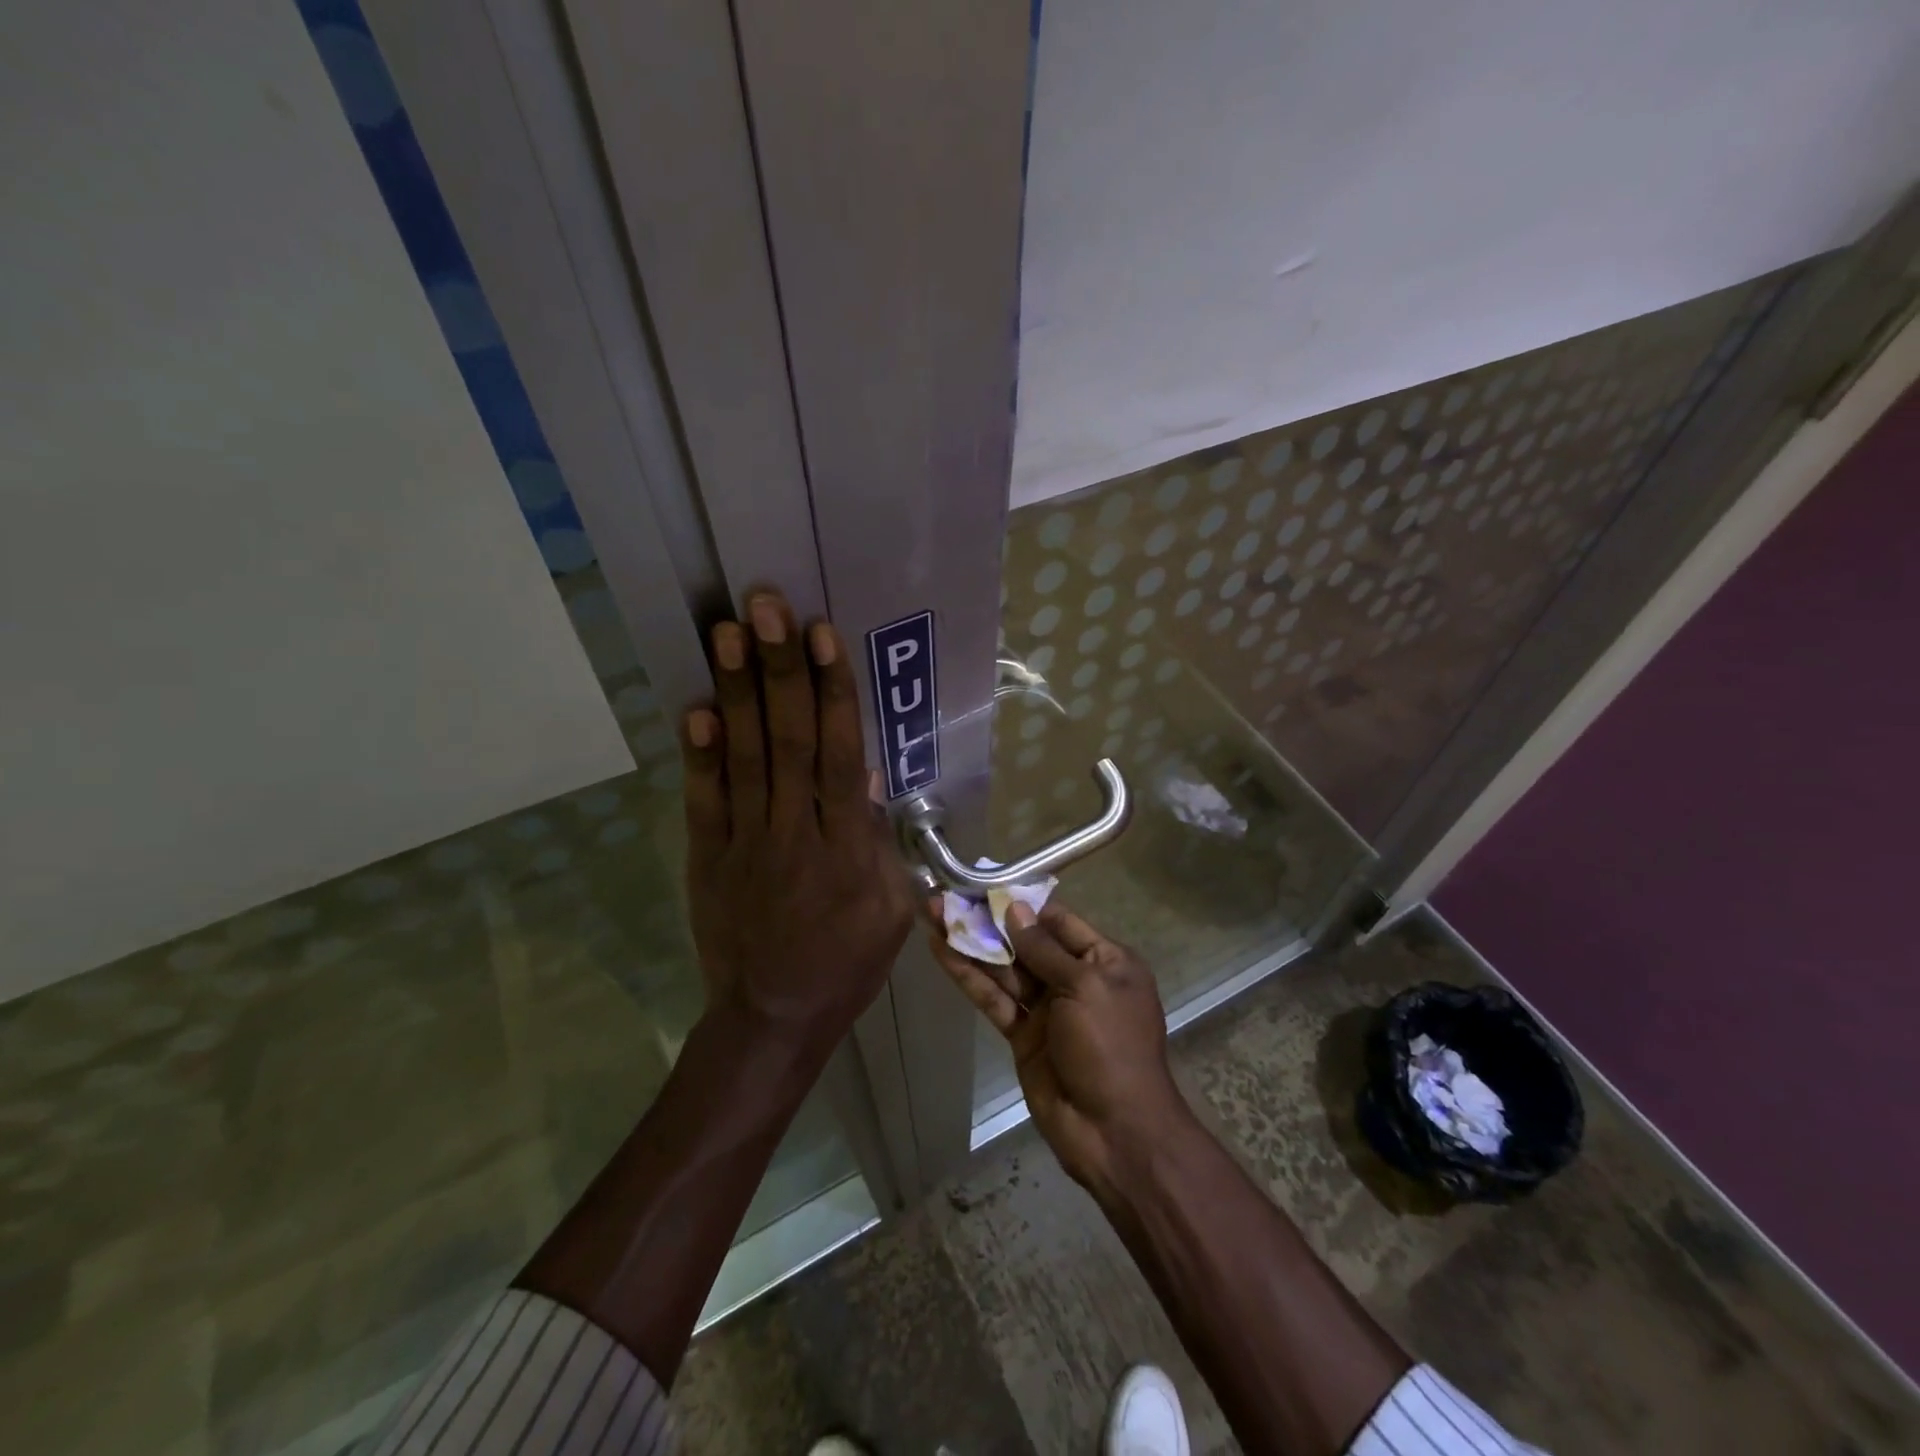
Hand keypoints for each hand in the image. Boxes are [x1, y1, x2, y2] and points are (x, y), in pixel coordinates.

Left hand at [681, 591, 913, 1053]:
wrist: (773, 1017)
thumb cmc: (846, 961)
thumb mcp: (891, 909)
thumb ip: (881, 842)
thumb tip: (869, 776)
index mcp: (848, 847)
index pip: (842, 755)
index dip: (833, 692)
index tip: (823, 635)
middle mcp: (796, 833)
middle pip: (791, 741)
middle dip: (781, 670)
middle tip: (767, 606)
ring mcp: (746, 844)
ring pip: (746, 759)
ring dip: (737, 692)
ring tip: (728, 631)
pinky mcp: (708, 859)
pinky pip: (704, 802)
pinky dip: (698, 756)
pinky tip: (695, 708)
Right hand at [928, 899, 1189, 1197]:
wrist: (1114, 1132)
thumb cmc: (1111, 1047)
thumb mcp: (1086, 987)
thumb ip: (1046, 949)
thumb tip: (1016, 909)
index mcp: (1105, 960)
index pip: (1058, 921)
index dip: (1021, 903)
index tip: (985, 884)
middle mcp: (1075, 979)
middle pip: (1025, 942)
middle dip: (988, 920)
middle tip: (946, 895)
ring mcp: (1047, 1009)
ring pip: (1004, 968)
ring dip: (970, 942)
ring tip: (932, 913)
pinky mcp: (1022, 1035)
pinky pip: (994, 998)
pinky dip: (969, 976)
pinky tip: (942, 951)